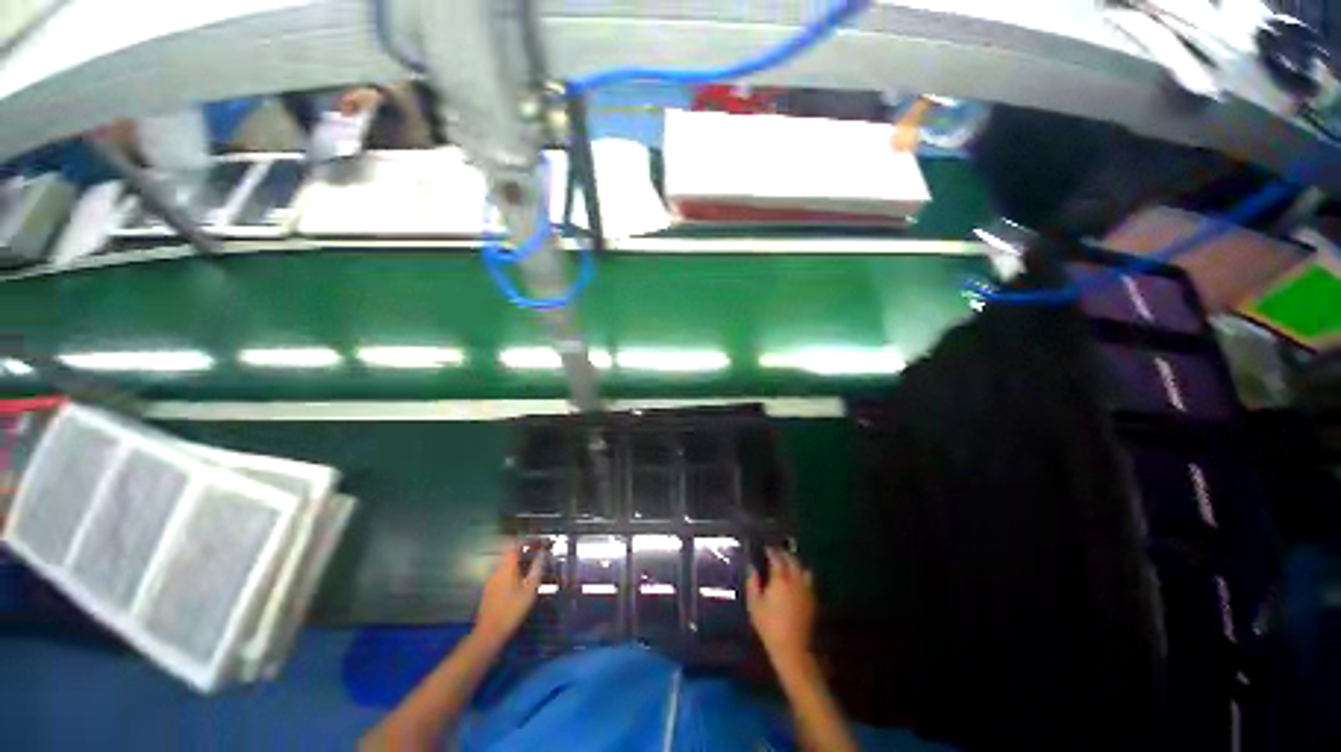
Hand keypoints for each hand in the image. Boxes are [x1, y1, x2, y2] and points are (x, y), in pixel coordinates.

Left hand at [473, 542, 543, 641]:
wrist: (489, 633)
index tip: (539, 543)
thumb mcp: (530, 589)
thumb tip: (542, 554)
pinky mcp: (489, 591)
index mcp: (507, 567)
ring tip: (532, 571)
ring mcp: (491, 581)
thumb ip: (537, 568)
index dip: (528, 541)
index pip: (515, 545)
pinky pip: (502, 575)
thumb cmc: (513, 609)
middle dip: (525, 553)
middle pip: (511, 554)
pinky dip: (512, 574)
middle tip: (538, 557)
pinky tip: (520, 585)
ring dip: (519, 564)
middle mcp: (497, 570)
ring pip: (506, 565)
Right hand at [746, 548, 816, 665]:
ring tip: (788, 564)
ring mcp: (806, 590)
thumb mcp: (754, 604)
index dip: (771, 551)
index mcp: (780, 579)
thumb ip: (752, 583)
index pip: (777, 558)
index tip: (766, 548)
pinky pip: (809, 581)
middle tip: (776, 552)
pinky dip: (802, 575)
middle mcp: (795, 580)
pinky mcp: (813, 600)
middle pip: (792, 560)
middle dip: (784, 554)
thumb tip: (751, 567)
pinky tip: (797, 580)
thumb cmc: (769, 626)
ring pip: (803, 569)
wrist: (792, 648)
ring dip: (796, 563)